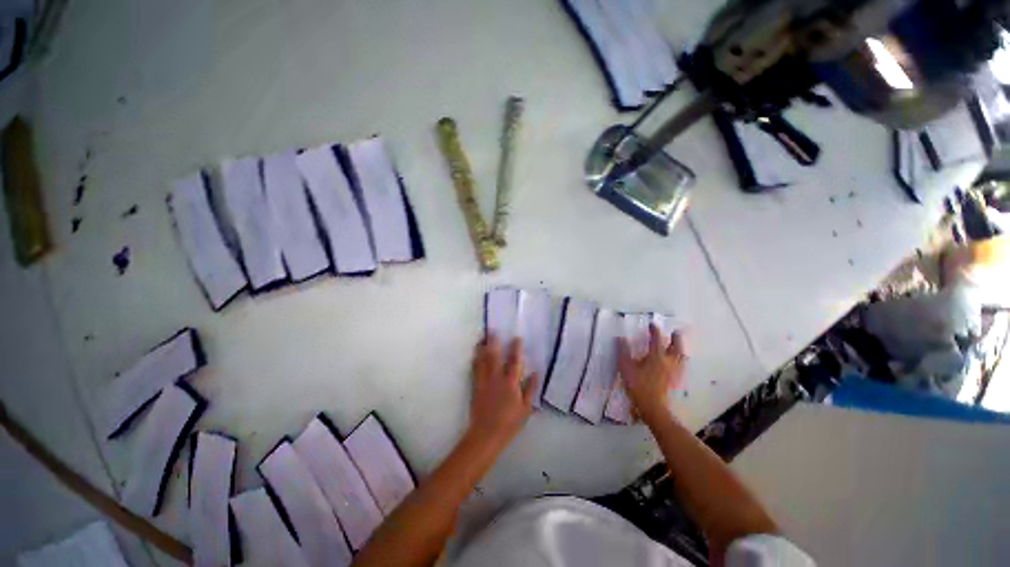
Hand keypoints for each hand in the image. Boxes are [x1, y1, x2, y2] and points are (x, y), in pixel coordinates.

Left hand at [467, 334, 538, 449]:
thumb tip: (536, 373)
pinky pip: (475, 370)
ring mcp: (484, 382)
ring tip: (481, 339)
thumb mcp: (526, 408)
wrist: (486, 434)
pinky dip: (475, 361)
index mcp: (510, 382)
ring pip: (482, 361)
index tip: (516, 338)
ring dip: (482, 349)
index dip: (516, 348)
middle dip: (494, 343)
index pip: (514, 361)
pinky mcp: (476, 387)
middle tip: (493, 331)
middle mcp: (496, 378)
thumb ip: (530, 389)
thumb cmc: (509, 422)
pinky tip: (475, 356)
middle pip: (494, 356)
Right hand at [618, 325, 686, 423]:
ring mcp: (675, 371)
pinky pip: (682, 366)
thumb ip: (624, 351)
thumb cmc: (638, 385)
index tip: (652, 324)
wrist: (653, 406)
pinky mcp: (676, 380)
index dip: (654, 330)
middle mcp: (669, 361)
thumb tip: (621, 338)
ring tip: (677, 346)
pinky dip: (681, 360)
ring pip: (682, 356)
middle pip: (676, 346)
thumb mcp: (626, 367)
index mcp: (656, 356)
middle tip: (673, 332)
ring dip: (680, 348)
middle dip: (675, 337)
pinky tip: (677, 363)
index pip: (657, 339)